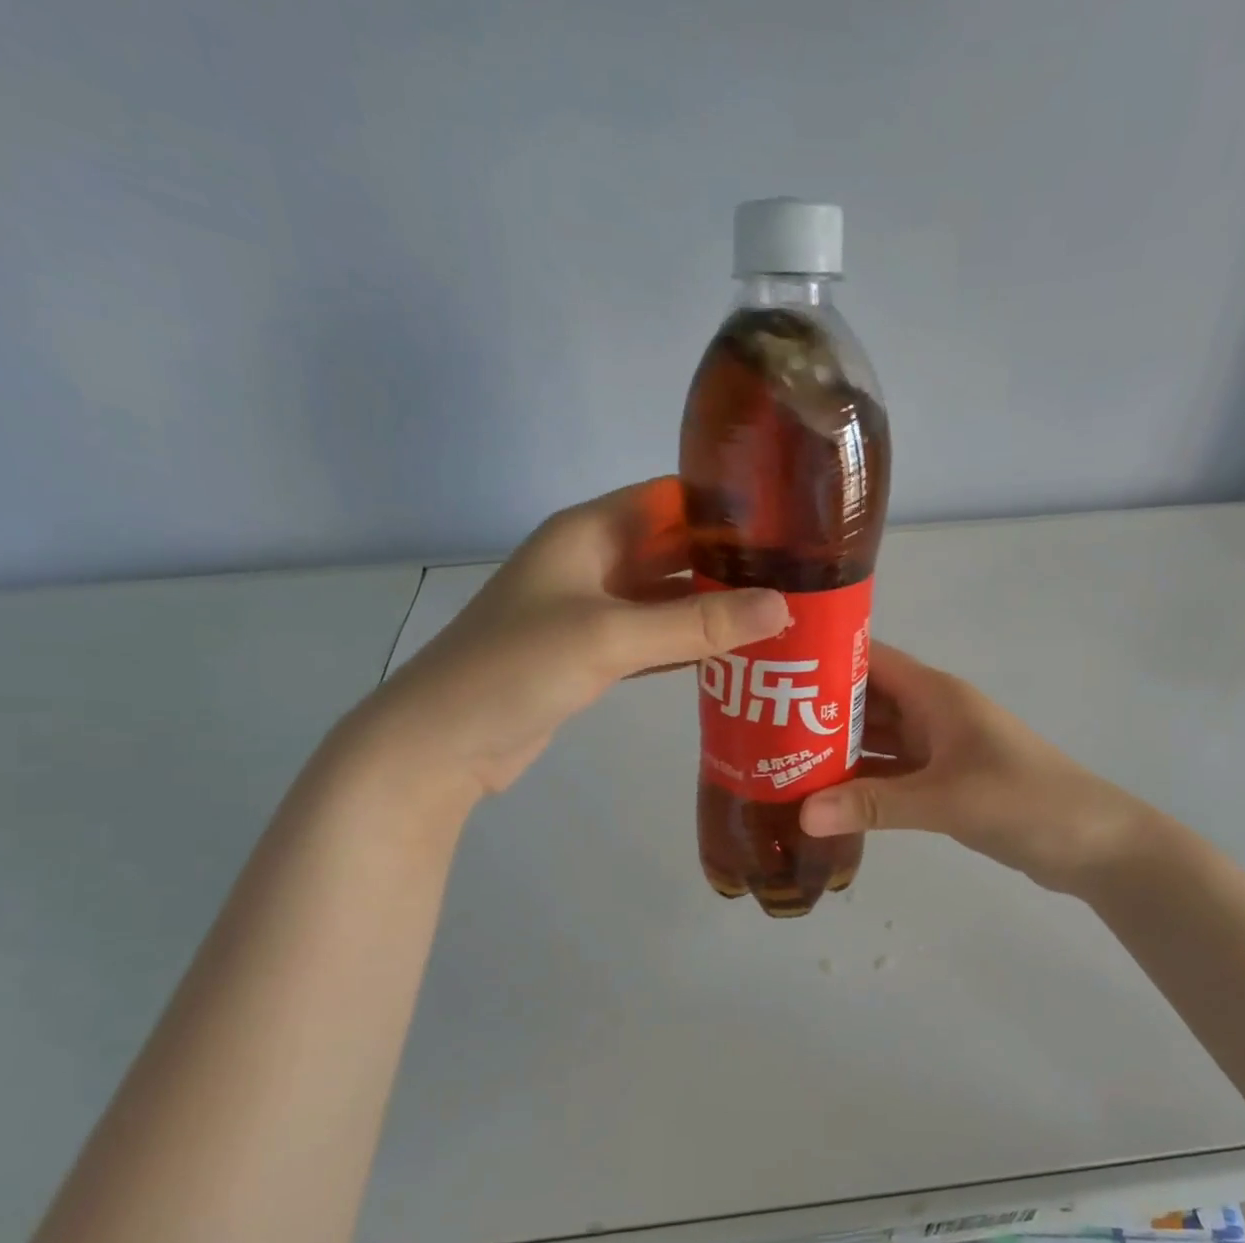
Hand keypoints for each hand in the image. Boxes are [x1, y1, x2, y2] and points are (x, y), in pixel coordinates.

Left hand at [358, 478, 787, 803]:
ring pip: (667, 598)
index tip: (789, 521)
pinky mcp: (592, 656)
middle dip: (730, 560)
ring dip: (714, 607)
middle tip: (799, 576)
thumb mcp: (610, 636)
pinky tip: (734, 656)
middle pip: (674, 549)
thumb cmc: (518, 667)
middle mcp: (593, 563)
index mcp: (589, 532)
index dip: (725, 504)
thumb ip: (696, 622)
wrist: (445, 742)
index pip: (669, 498)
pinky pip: (654, 638)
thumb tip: (782, 607)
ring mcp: (592, 612)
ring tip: (781, 614)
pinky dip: (689, 644)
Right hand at [798, 644, 1156, 896]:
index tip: (770, 669)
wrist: (1094, 844)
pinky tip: (821, 796)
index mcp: (935, 694)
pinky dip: (858, 782)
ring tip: (775, 760)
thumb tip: (801, 813)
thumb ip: (875, 805)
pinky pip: (887, 773)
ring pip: (873, 739)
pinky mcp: (941, 781)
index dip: (822, 658)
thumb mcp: (948, 800)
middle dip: (815, 710)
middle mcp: (931, 712)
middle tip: (756, 725)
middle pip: (863, 700)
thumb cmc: (1027, 802)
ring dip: (833, 749)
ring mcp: (936, 748)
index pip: (868, 659)